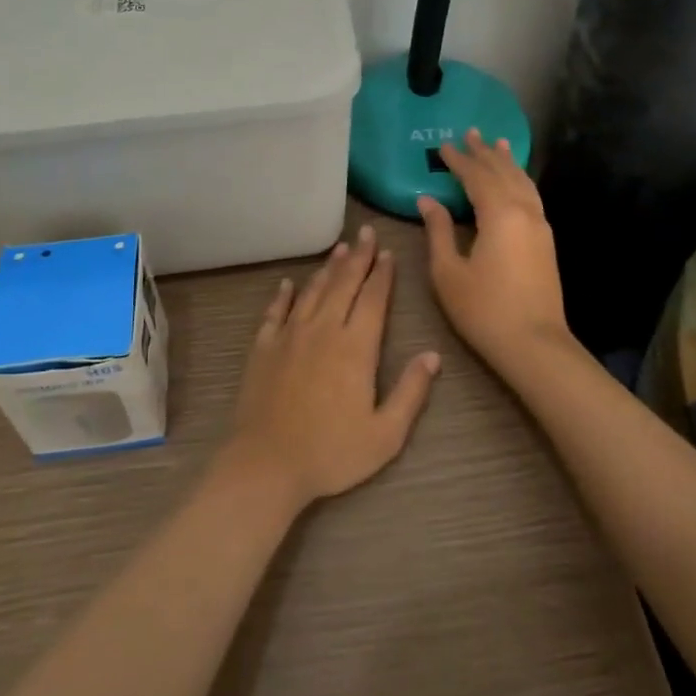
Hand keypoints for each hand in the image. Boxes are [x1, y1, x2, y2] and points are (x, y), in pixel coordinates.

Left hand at [225, 225, 441, 508]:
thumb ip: (411, 392)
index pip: (373, 299)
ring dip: (328, 268)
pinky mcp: (264, 346)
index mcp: (356, 347)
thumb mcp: (385, 434)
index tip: (388, 253)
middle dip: (358, 257)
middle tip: (366, 233)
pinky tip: (287, 283)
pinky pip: (276, 311)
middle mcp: (324, 330)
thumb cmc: (331, 453)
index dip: (382, 274)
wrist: (267, 463)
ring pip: (313, 291)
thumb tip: (432, 355)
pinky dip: (283, 295)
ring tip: (340, 248)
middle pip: (344, 284)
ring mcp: (290, 335)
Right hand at [418, 129, 572, 366]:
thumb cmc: (484, 310)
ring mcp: (539, 226)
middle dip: (484, 153)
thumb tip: (428, 200)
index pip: (476, 177)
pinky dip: (520, 180)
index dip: (458, 160)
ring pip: (522, 182)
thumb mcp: (448, 272)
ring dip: (507, 162)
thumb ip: (438, 231)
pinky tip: (516, 181)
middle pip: (503, 173)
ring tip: (498, 143)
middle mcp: (524, 212)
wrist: (535, 345)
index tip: (443, 146)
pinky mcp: (546, 241)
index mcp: (499, 215)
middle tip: (471, 132)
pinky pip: (531, 196)